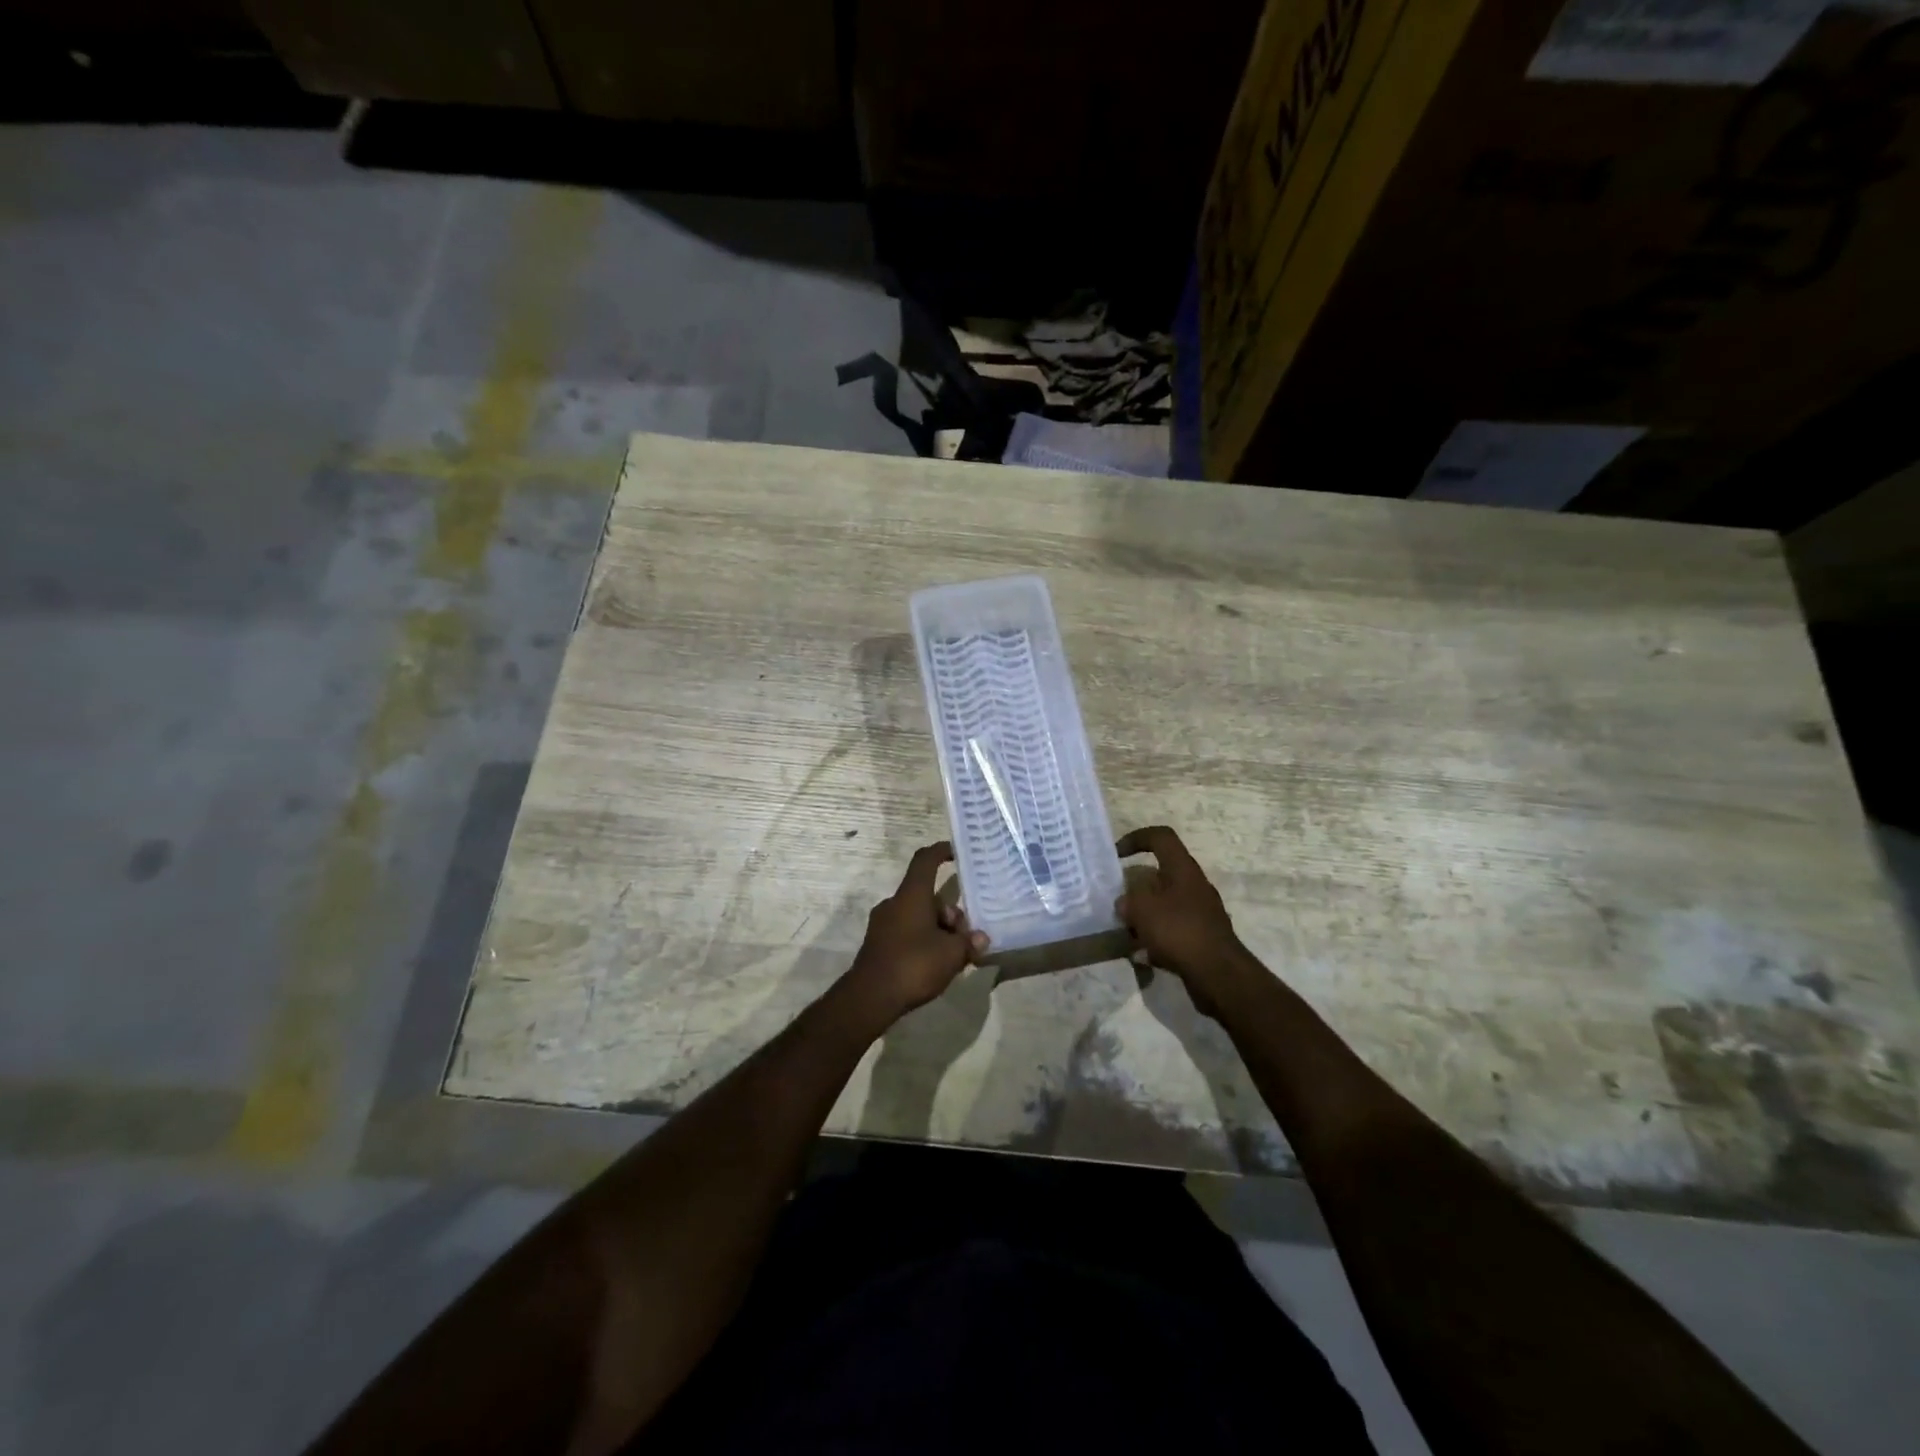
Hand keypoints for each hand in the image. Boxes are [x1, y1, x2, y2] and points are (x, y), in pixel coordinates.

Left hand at [841, 842, 986, 1027]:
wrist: (870, 998)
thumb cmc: (914, 965)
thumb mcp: (951, 954)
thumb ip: (968, 943)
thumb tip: (980, 938)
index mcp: (911, 896)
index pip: (925, 860)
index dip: (941, 851)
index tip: (956, 852)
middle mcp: (894, 904)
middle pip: (927, 896)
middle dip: (949, 912)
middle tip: (965, 937)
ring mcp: (883, 924)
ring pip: (918, 916)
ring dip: (938, 929)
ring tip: (954, 956)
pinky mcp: (878, 944)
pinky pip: (907, 932)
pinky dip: (924, 940)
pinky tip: (935, 965)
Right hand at [1116, 826, 1247, 1006]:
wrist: (1218, 974)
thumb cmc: (1179, 931)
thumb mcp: (1142, 910)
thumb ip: (1128, 900)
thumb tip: (1125, 903)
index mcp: (1183, 869)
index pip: (1161, 837)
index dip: (1136, 838)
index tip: (1116, 854)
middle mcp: (1195, 886)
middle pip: (1161, 874)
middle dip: (1136, 886)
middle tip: (1118, 900)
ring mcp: (1201, 913)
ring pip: (1165, 904)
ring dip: (1145, 914)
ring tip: (1126, 931)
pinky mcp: (1202, 937)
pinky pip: (1173, 929)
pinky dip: (1157, 938)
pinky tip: (1143, 955)